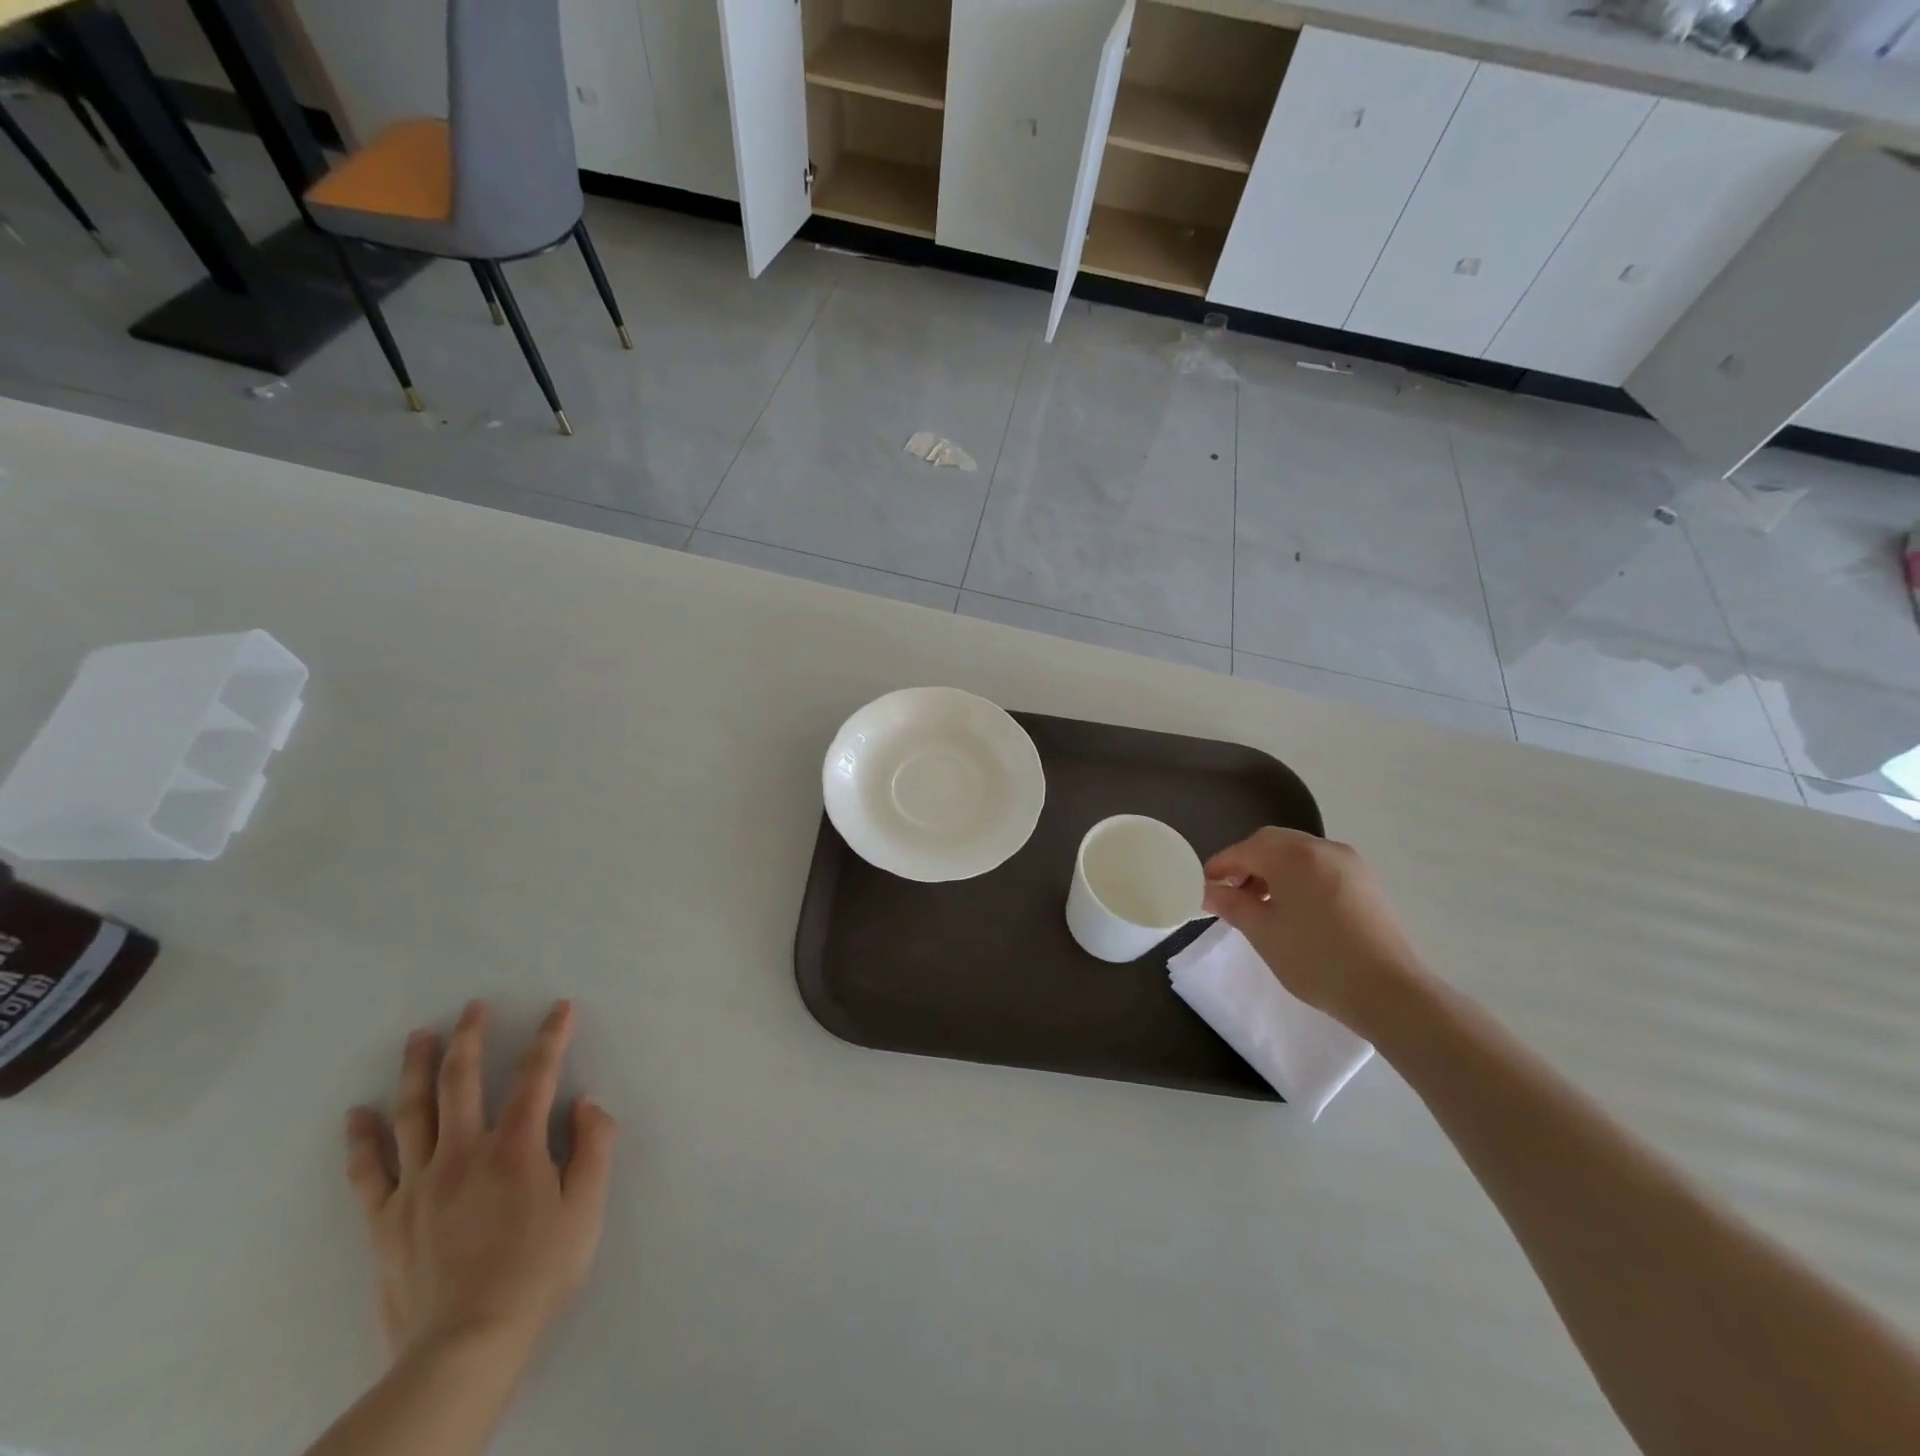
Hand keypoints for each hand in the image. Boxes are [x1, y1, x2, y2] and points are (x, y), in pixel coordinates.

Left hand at [344, 1000, 615, 1371]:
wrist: (466, 1347)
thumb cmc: (537, 1272)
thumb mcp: (586, 1209)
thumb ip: (594, 1147)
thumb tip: (586, 1103)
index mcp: (515, 1148)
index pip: (537, 1075)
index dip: (552, 1036)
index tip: (560, 1008)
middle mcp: (463, 1153)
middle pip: (462, 1081)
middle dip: (470, 1037)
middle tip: (473, 1007)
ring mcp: (418, 1186)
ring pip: (412, 1113)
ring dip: (416, 1069)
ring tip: (419, 1037)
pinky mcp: (386, 1221)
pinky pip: (368, 1172)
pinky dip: (361, 1140)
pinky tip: (355, 1115)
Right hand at [1203, 828, 1428, 1037]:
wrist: (1391, 992)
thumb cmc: (1318, 961)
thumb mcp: (1264, 934)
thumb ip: (1233, 905)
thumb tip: (1210, 891)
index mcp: (1293, 856)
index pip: (1244, 850)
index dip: (1220, 866)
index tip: (1204, 888)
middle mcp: (1322, 847)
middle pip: (1271, 843)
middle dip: (1246, 863)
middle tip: (1230, 893)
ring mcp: (1349, 862)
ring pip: (1297, 853)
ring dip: (1272, 869)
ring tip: (1261, 904)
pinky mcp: (1365, 881)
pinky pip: (1320, 866)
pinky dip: (1298, 876)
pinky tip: (1293, 908)